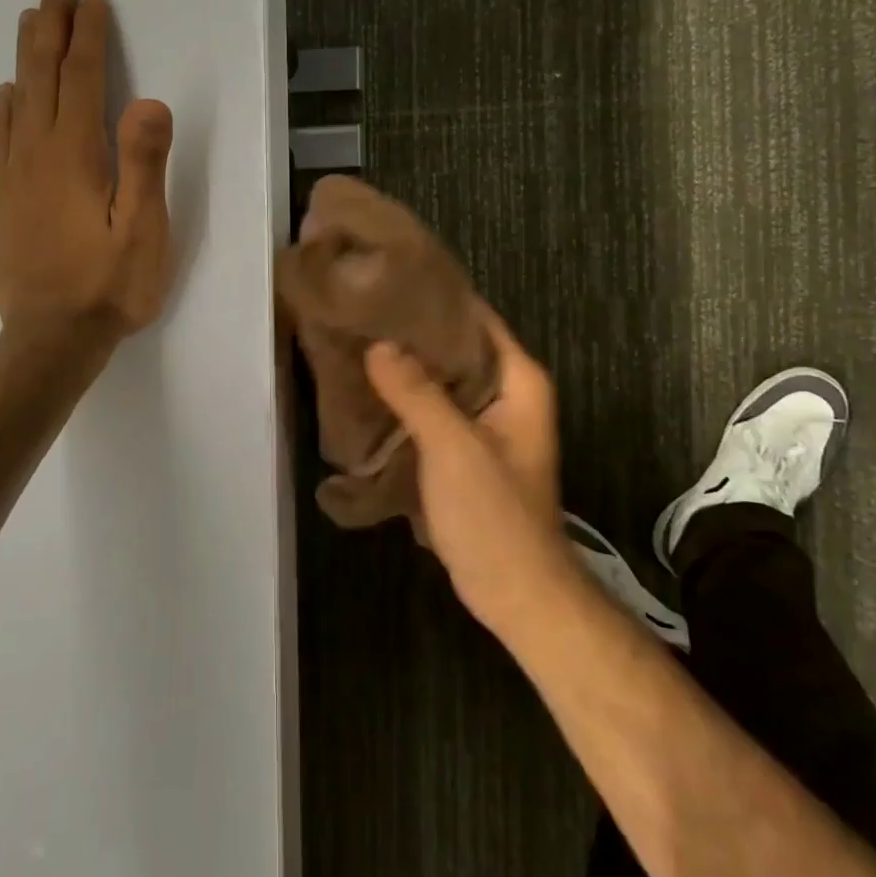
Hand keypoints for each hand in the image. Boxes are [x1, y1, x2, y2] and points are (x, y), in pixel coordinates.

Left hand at [0, 0, 174, 348]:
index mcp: (76, 156)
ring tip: (30, 21)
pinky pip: (1, 138)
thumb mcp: (143, 230)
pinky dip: (4, 106)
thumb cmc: (109, 286)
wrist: (51, 339)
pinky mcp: (6, 200)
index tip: (92, 0)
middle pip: (44, 78)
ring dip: (26, 57)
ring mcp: (16, 176)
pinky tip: (6, 94)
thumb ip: (144, 164)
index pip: (83, 81)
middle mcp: (39, 154)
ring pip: (19, 100)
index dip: (88, 38)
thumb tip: (149, 101)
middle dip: (52, 30)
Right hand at [364, 309, 574, 634]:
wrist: (515, 593)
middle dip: (411, 333)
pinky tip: (368, 392)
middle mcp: (506, 393)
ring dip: (405, 368)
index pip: (475, 318)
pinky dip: (405, 400)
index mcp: (518, 380)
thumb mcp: (453, 447)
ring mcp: (485, 423)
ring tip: (356, 343)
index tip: (386, 283)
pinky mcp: (465, 449)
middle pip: (455, 347)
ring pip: (441, 380)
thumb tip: (378, 345)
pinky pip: (432, 409)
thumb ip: (416, 393)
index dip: (434, 298)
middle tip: (361, 312)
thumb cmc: (494, 514)